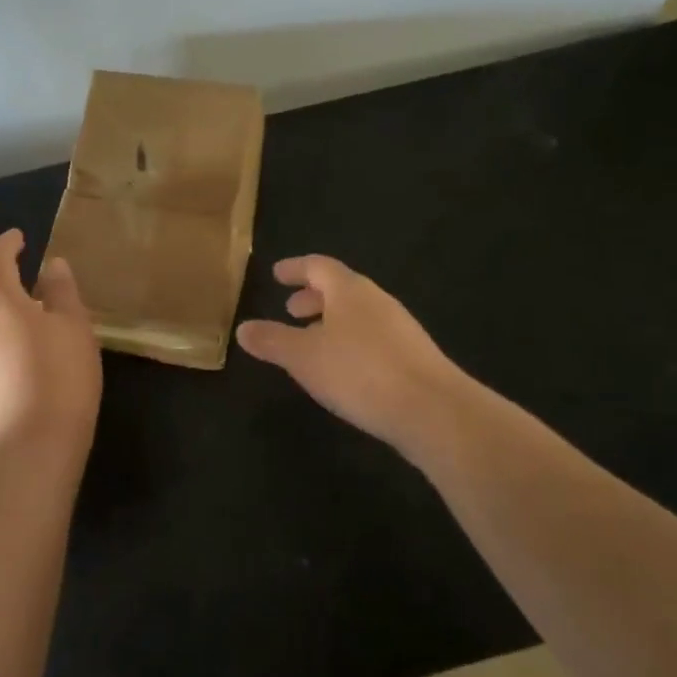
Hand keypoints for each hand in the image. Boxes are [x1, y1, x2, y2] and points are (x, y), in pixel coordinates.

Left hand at [0, 229, 101, 462]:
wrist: (31, 442)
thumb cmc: (61, 376)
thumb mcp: (74, 328)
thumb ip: (62, 291)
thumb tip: (52, 265)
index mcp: (1, 302)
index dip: (5, 245)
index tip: (18, 237)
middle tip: (5, 261)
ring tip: (7, 298)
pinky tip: (6, 336)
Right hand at [236, 255, 474, 457]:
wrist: (432, 410)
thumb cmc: (360, 372)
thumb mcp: (304, 357)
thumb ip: (272, 341)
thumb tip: (243, 328)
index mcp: (350, 290)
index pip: (318, 266)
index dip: (295, 268)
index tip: (277, 274)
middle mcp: (377, 301)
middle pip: (341, 289)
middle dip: (313, 298)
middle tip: (290, 311)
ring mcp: (399, 328)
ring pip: (357, 314)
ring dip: (331, 322)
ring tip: (311, 343)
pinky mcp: (413, 356)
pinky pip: (372, 337)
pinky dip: (350, 342)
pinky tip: (343, 370)